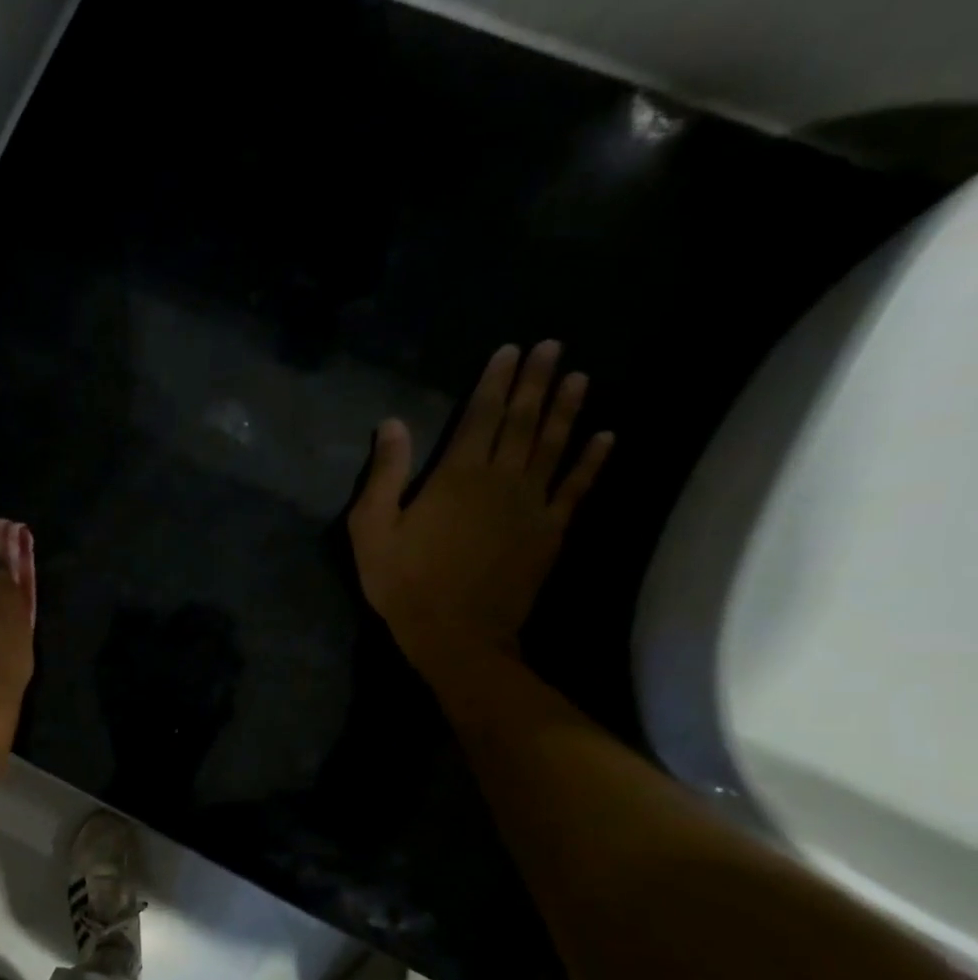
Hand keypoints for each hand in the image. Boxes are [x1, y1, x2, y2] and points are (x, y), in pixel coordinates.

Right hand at [348, 341, 612, 676]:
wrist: (456, 634)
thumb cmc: (403, 582)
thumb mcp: (373, 529)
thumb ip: (385, 475)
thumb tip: (392, 424)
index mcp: (457, 476)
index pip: (480, 417)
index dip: (494, 382)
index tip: (509, 351)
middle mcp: (502, 480)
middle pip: (522, 421)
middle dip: (536, 382)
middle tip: (552, 346)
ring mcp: (533, 505)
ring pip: (554, 446)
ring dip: (567, 409)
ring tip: (579, 376)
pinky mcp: (550, 532)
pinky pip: (577, 488)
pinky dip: (592, 461)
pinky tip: (607, 436)